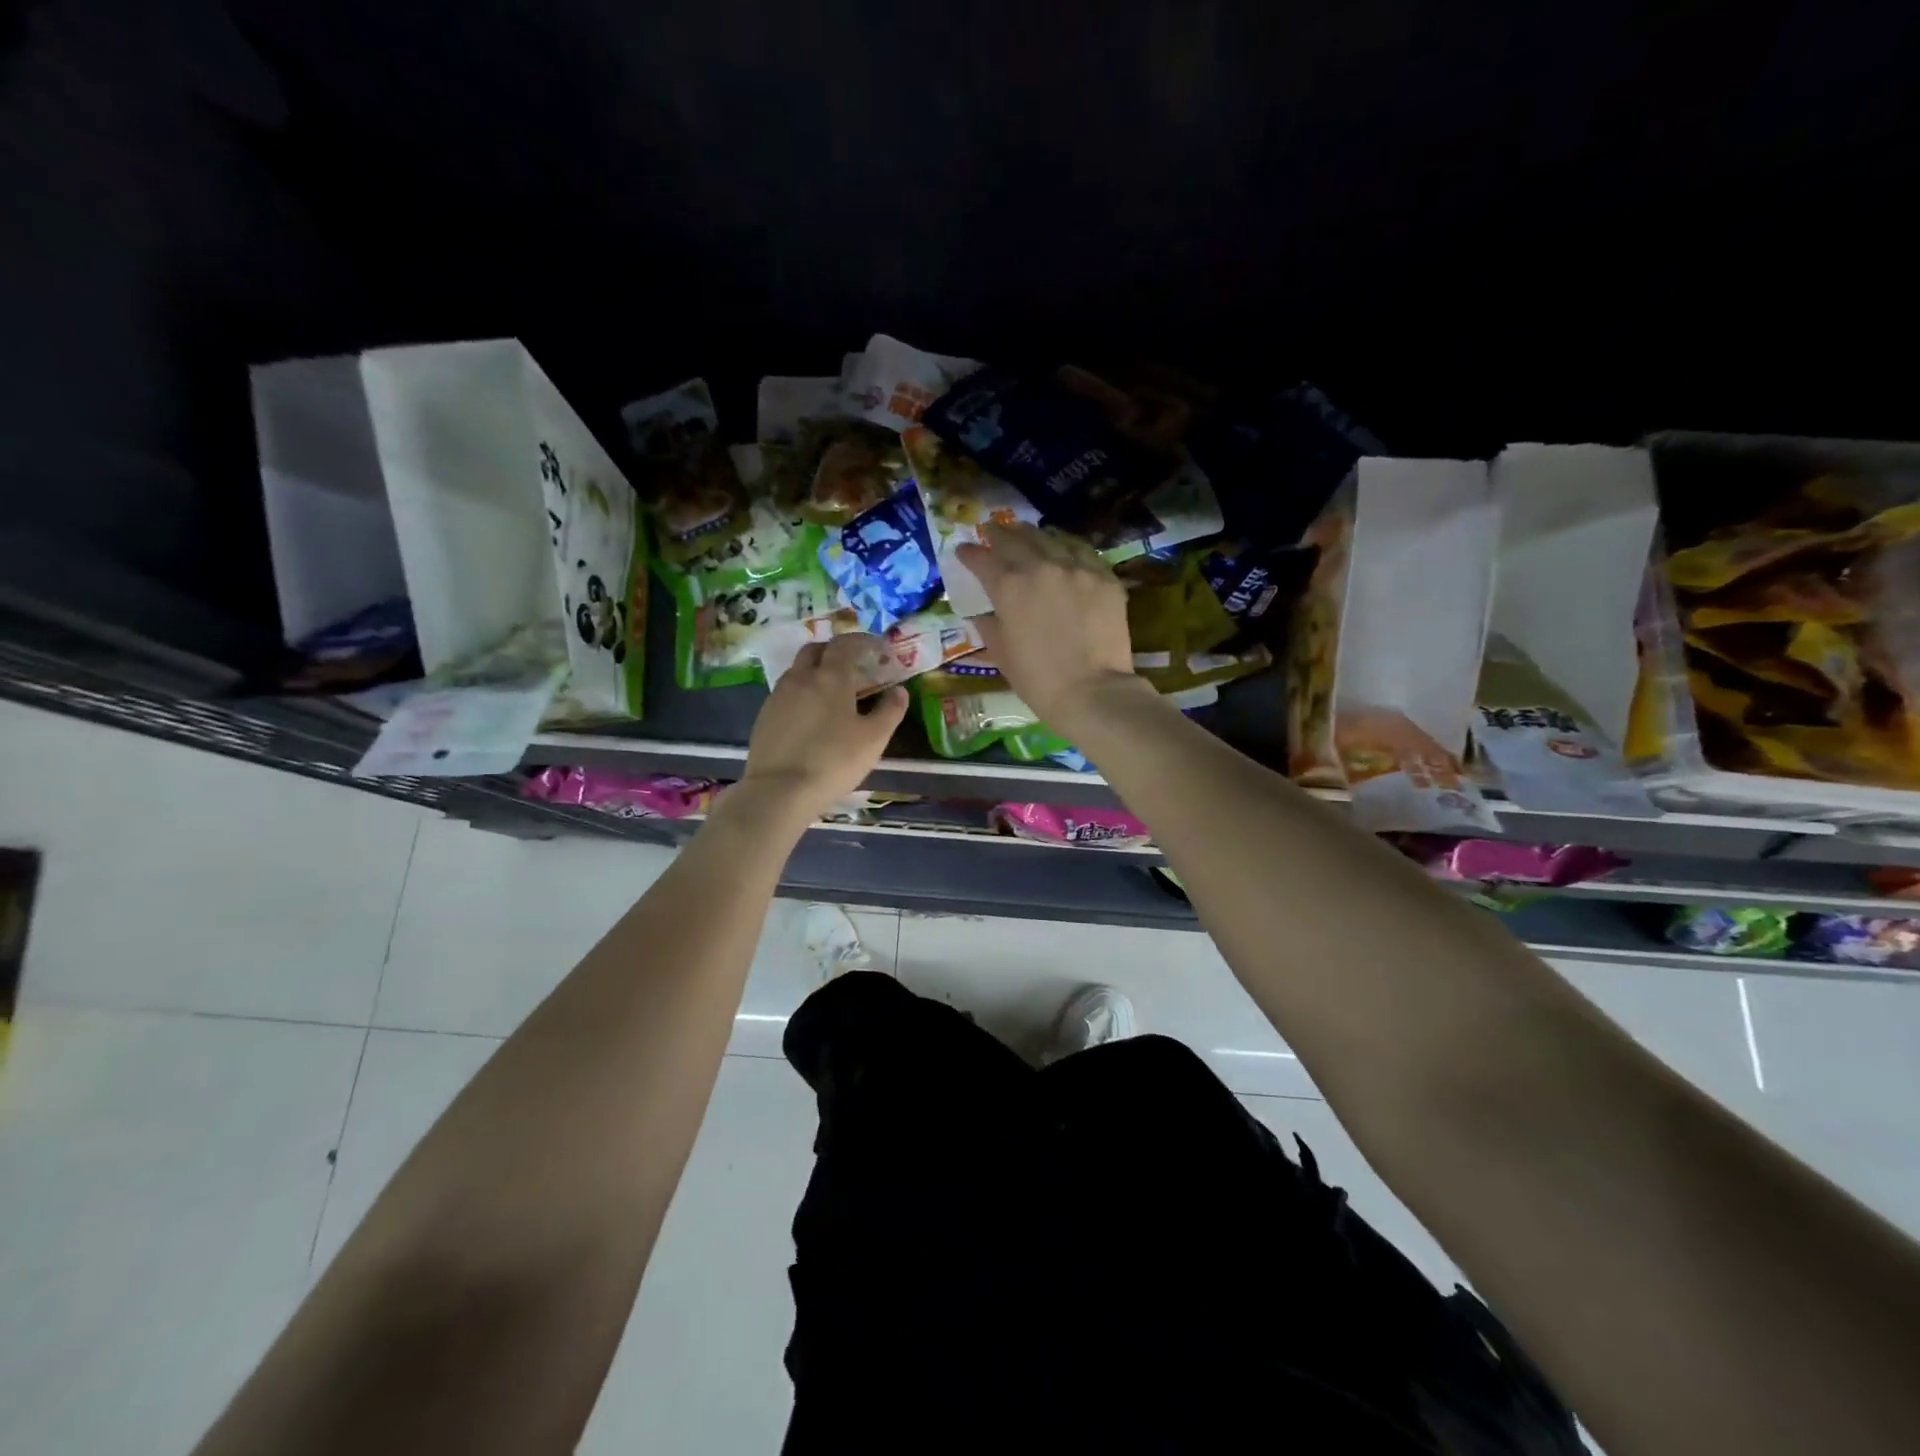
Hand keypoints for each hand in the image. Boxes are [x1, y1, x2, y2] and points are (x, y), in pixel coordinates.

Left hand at [738, 634, 907, 824]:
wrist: (779, 791)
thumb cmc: (834, 761)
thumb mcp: (874, 739)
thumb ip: (890, 710)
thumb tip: (898, 691)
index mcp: (830, 676)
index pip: (845, 644)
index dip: (863, 641)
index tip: (877, 648)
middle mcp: (800, 677)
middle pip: (816, 650)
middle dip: (835, 651)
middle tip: (853, 666)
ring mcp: (778, 696)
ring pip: (798, 671)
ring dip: (816, 672)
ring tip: (833, 693)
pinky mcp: (764, 716)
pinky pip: (787, 693)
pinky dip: (802, 693)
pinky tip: (812, 716)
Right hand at [955, 521, 1146, 730]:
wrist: (1092, 691)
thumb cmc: (1038, 680)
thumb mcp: (1002, 654)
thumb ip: (988, 626)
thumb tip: (981, 612)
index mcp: (1009, 587)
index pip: (982, 560)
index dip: (969, 554)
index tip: (963, 550)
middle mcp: (1040, 567)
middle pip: (1015, 539)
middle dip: (999, 533)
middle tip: (992, 531)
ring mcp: (1076, 568)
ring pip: (1050, 538)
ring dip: (1032, 534)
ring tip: (1025, 533)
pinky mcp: (1104, 577)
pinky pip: (1082, 551)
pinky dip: (1067, 546)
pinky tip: (1064, 548)